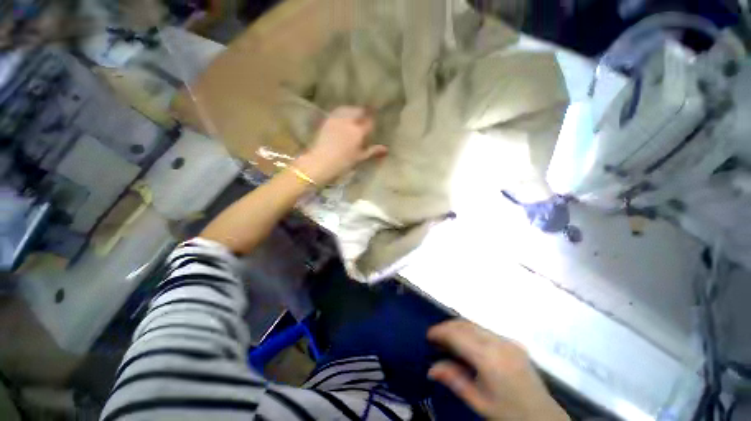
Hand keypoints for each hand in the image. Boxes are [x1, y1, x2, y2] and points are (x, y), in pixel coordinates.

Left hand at [293, 106, 387, 185]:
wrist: (321, 162)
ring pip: (349, 109)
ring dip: (354, 111)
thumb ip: (373, 151)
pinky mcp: (328, 120)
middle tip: (366, 118)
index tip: (373, 126)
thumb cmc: (343, 162)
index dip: (372, 122)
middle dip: (364, 113)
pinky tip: (344, 117)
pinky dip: (343, 112)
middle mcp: (349, 121)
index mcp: (358, 131)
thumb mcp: (360, 157)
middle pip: (359, 111)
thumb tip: (386, 149)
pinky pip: (338, 111)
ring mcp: (337, 119)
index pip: (369, 122)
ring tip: (355, 116)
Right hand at [428, 320, 568, 420]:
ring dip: (458, 327)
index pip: (458, 335)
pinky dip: (470, 331)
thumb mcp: (479, 401)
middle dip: (447, 327)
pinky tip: (467, 343)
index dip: (440, 332)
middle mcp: (499, 343)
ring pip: (474, 324)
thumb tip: (431, 368)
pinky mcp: (513, 342)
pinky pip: (485, 329)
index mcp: (490, 358)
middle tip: (435, 337)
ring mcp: (508, 340)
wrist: (544, 418)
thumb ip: (454, 380)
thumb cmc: (509, 413)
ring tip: (448, 339)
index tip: (428, 335)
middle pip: (465, 324)